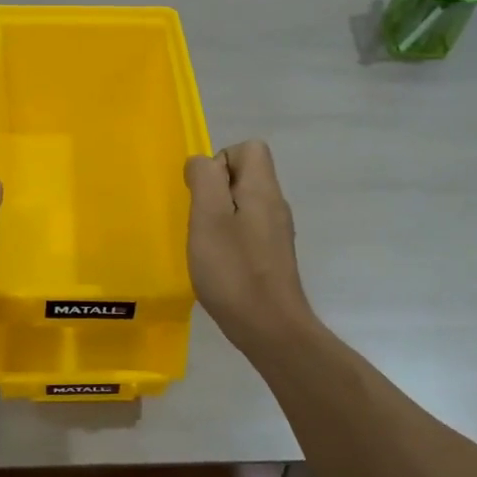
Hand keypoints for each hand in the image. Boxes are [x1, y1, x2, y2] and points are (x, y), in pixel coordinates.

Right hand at [185, 141, 315, 352]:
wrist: (270, 328)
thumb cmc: (234, 270)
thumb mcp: (209, 218)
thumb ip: (205, 180)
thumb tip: (202, 163)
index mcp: (263, 190)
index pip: (249, 148)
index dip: (220, 161)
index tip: (203, 194)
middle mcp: (275, 205)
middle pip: (246, 175)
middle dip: (215, 191)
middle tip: (200, 222)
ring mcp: (276, 233)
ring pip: (244, 205)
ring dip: (219, 217)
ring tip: (206, 245)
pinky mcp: (272, 257)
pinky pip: (247, 230)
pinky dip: (229, 239)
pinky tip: (218, 265)